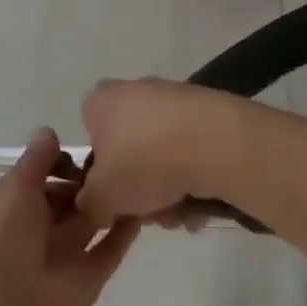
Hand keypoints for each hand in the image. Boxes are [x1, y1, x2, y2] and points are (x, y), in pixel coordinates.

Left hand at [0, 128, 140, 305]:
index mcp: (15, 208)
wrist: (13, 305)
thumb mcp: (16, 189)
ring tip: (137, 178)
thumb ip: (35, 161)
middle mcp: (40, 229)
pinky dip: (126, 230)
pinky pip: (111, 247)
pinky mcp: (91, 273)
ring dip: (108, 202)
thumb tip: (48, 132)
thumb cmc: (8, 239)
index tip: (77, 159)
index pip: (39, 179)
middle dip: (86, 182)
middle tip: (114, 164)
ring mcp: (67, 252)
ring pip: (91, 221)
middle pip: (68, 199)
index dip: (58, 165)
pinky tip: (144, 208)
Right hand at [78, 78, 242, 228]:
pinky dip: (193, 175)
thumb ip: (89, 206)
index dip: (100, 175)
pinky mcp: (208, 110)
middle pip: (129, 151)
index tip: (115, 200)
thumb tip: (95, 209)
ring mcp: (173, 98)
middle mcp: (133, 91)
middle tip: (151, 214)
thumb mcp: (102, 197)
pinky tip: (203, 202)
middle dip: (140, 188)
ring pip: (161, 154)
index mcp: (100, 101)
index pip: (91, 139)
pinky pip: (191, 150)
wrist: (218, 143)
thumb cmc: (144, 163)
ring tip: (182, 215)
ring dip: (168, 189)